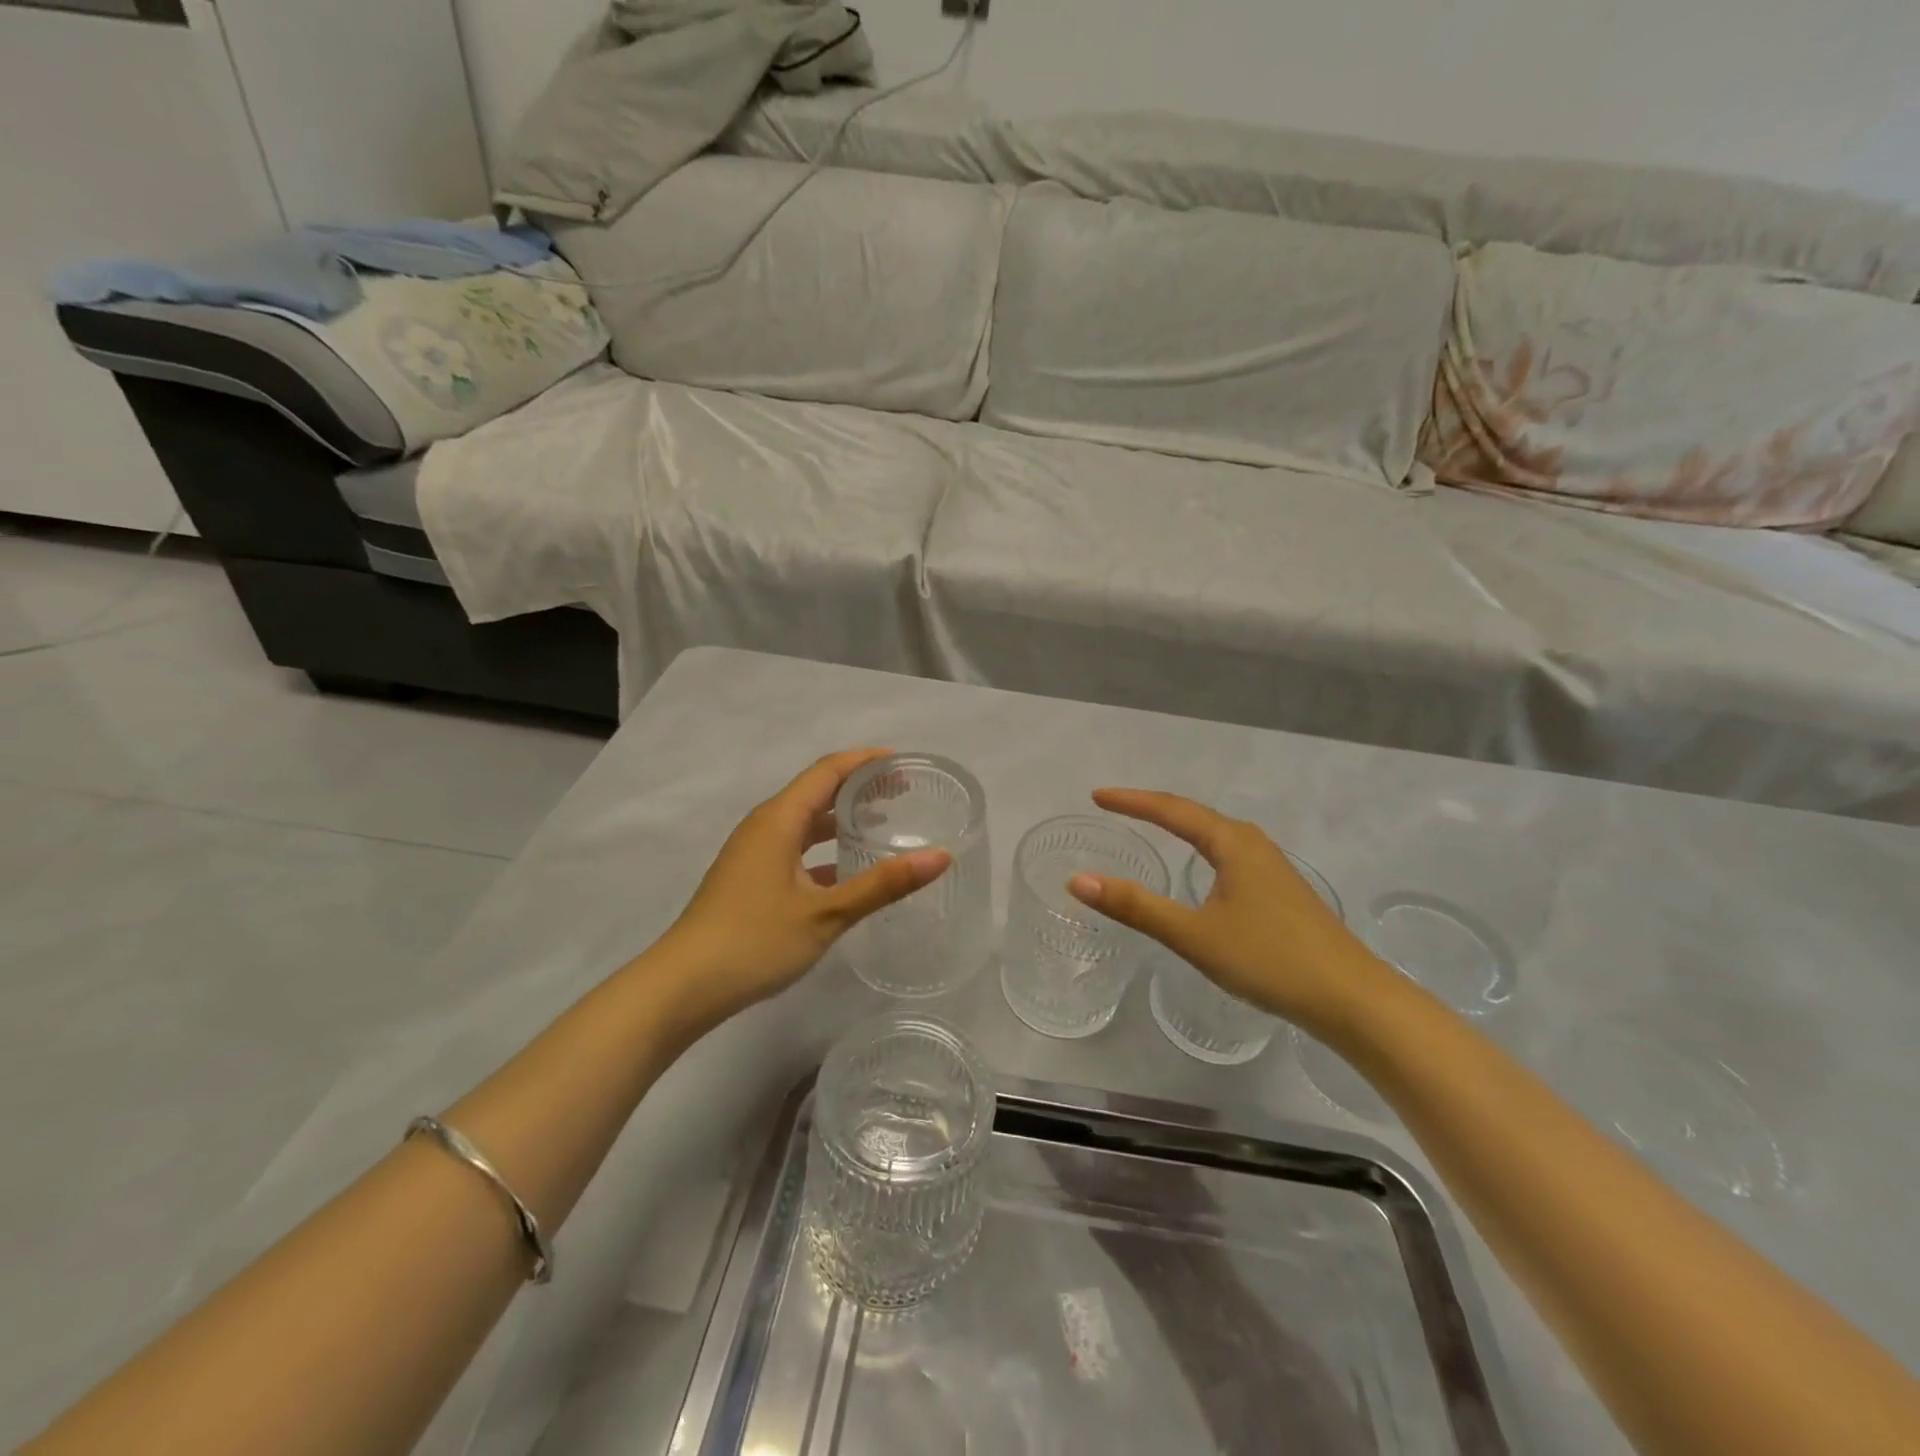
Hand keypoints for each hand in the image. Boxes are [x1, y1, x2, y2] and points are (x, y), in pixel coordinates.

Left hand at [656, 749, 950, 1028]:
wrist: (683, 987)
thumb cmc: (754, 941)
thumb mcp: (827, 913)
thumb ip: (883, 883)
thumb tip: (941, 856)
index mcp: (779, 819)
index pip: (828, 770)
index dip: (866, 760)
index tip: (904, 763)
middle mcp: (764, 826)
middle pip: (817, 791)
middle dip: (859, 787)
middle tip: (903, 794)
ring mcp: (753, 853)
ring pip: (804, 823)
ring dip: (841, 819)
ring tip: (882, 825)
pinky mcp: (749, 879)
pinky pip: (794, 849)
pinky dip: (824, 850)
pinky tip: (848, 873)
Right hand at [1066, 788, 1395, 1039]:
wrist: (1351, 999)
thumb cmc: (1270, 959)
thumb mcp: (1194, 935)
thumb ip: (1136, 907)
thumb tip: (1078, 880)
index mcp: (1232, 843)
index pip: (1171, 810)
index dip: (1131, 801)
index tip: (1097, 796)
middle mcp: (1252, 844)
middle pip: (1193, 815)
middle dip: (1152, 808)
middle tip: (1114, 807)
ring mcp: (1270, 867)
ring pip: (1214, 835)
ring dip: (1178, 827)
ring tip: (1147, 827)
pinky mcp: (1279, 891)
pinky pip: (1226, 855)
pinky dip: (1198, 850)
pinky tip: (1198, 870)